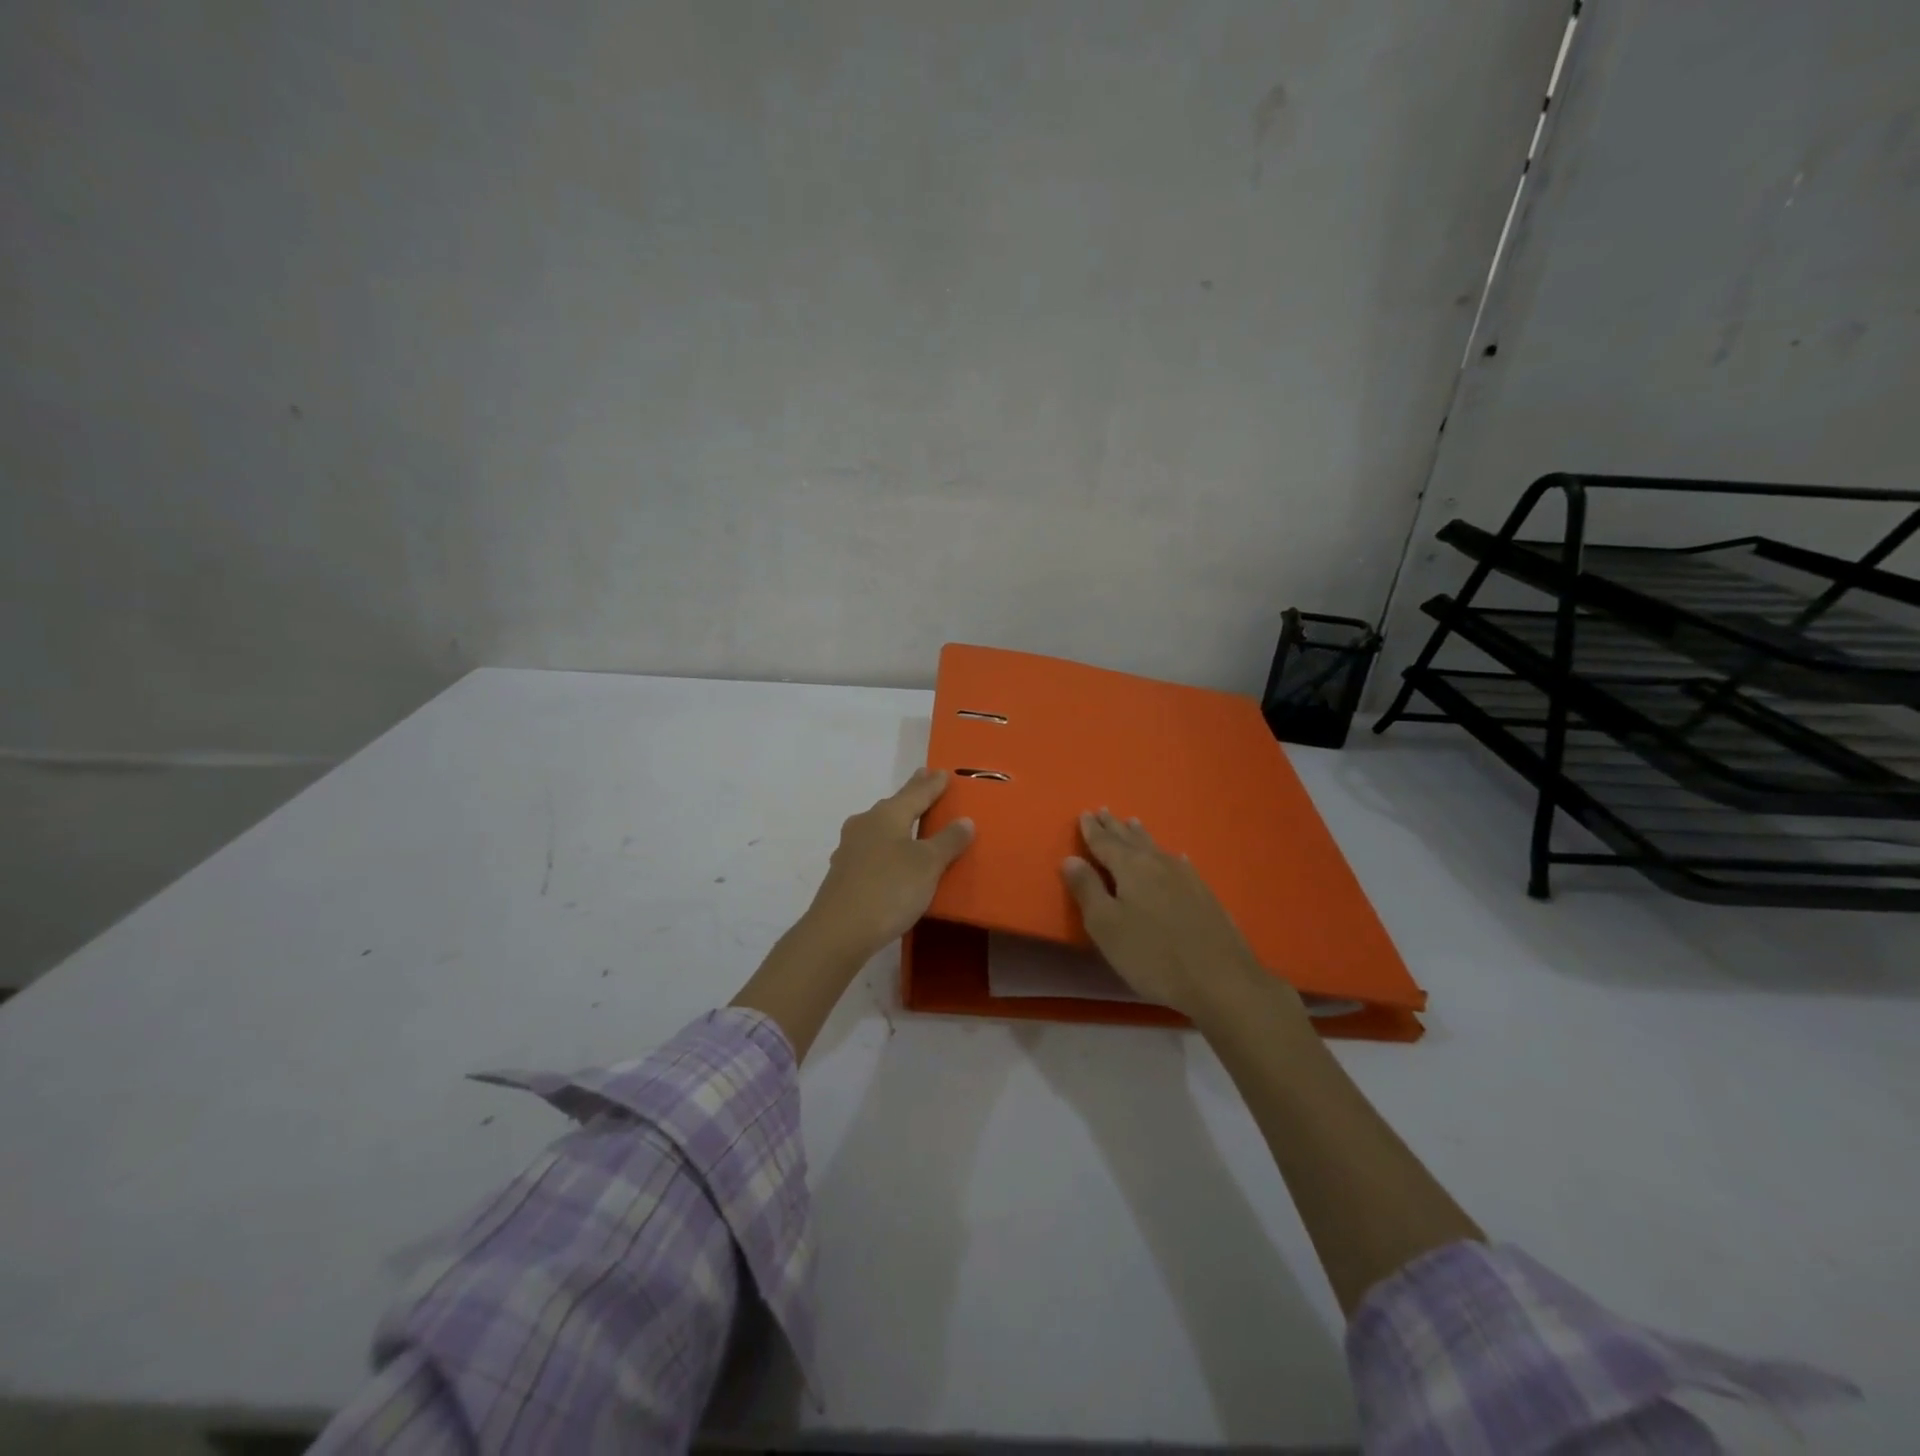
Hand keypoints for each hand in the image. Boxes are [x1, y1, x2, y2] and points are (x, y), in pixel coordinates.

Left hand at [800, 768, 974, 962]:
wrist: (838, 931)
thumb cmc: (889, 889)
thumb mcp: (928, 865)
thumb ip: (948, 841)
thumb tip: (965, 820)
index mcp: (887, 815)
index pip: (916, 793)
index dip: (932, 784)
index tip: (943, 772)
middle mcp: (865, 825)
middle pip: (894, 805)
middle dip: (912, 795)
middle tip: (925, 781)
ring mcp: (849, 849)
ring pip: (879, 827)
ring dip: (896, 821)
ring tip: (910, 819)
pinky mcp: (843, 873)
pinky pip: (871, 850)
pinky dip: (886, 846)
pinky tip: (888, 857)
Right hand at [1062, 808, 1293, 1024]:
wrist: (1221, 980)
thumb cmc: (1152, 955)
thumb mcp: (1106, 926)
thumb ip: (1087, 889)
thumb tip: (1070, 858)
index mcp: (1131, 868)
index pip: (1105, 843)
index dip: (1092, 830)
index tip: (1084, 814)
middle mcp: (1158, 864)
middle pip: (1131, 840)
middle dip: (1115, 827)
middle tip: (1104, 811)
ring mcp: (1186, 878)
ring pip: (1156, 848)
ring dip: (1141, 835)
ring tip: (1133, 822)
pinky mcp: (1204, 895)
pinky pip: (1179, 864)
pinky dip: (1169, 856)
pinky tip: (1176, 857)